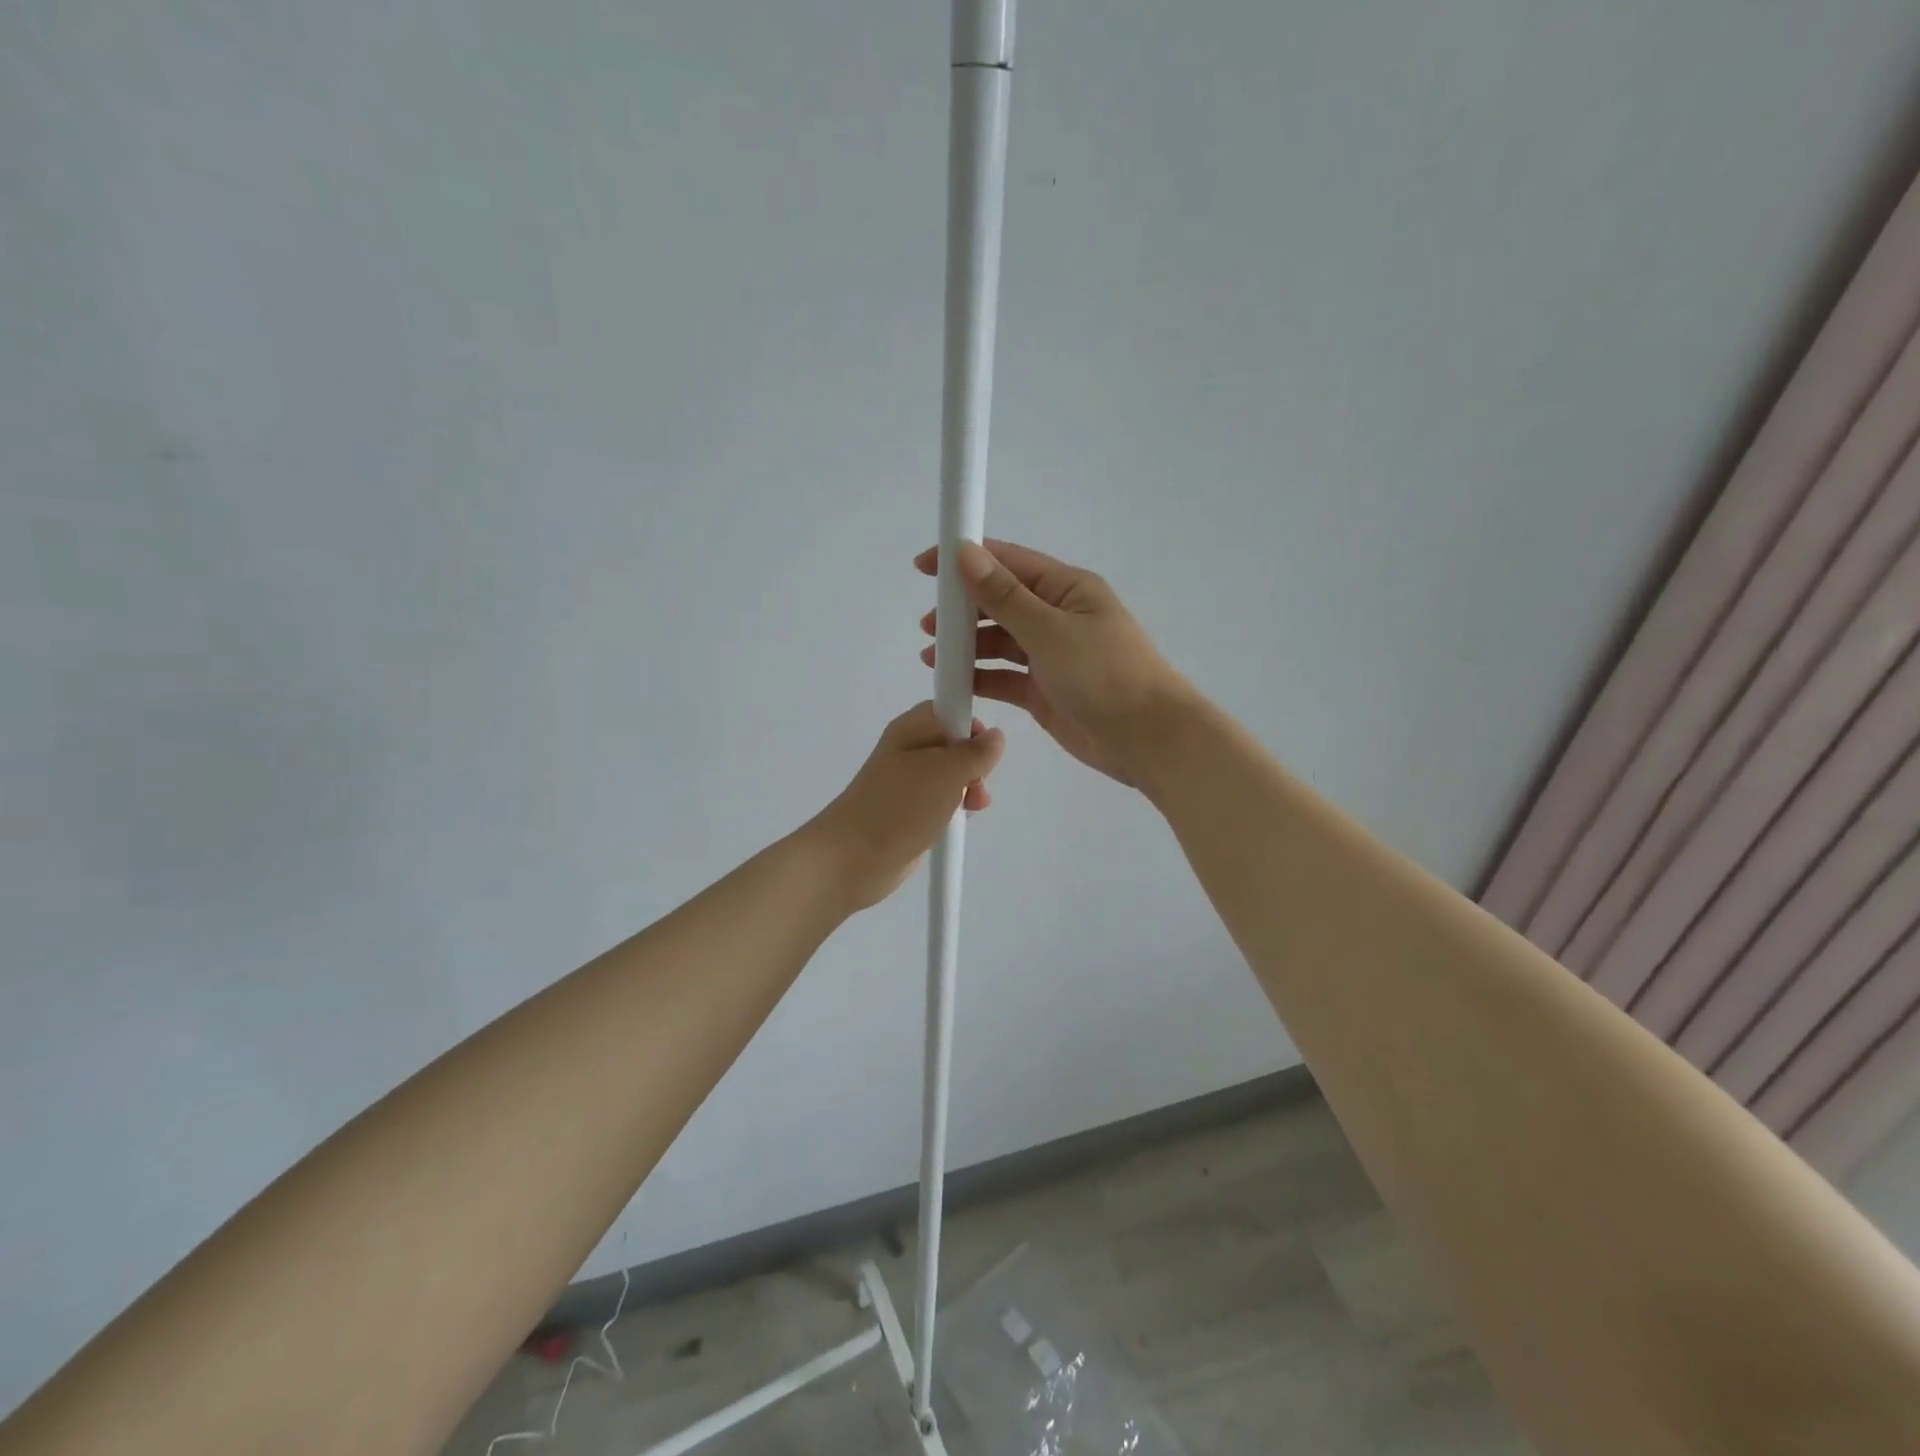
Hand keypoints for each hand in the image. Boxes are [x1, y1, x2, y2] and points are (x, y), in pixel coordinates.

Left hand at [808, 702, 1005, 910]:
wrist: (854, 857)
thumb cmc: (902, 805)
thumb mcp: (948, 771)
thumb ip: (976, 752)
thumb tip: (995, 737)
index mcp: (911, 729)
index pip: (947, 710)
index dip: (970, 724)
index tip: (985, 750)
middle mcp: (907, 750)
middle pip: (952, 744)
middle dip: (974, 763)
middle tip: (977, 784)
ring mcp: (906, 783)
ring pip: (949, 776)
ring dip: (967, 789)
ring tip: (974, 807)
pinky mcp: (907, 812)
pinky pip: (939, 801)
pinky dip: (952, 809)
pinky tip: (957, 822)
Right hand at [916, 539, 1195, 787]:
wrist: (1147, 739)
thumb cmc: (1103, 674)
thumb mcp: (1049, 630)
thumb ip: (1003, 596)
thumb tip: (965, 552)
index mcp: (1067, 589)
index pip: (1009, 563)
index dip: (966, 560)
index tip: (924, 566)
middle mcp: (1057, 617)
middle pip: (1001, 603)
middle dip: (963, 610)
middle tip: (928, 625)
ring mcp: (1050, 656)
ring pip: (999, 641)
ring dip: (967, 646)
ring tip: (932, 656)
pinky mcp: (1043, 691)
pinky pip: (1004, 677)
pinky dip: (980, 677)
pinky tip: (954, 682)